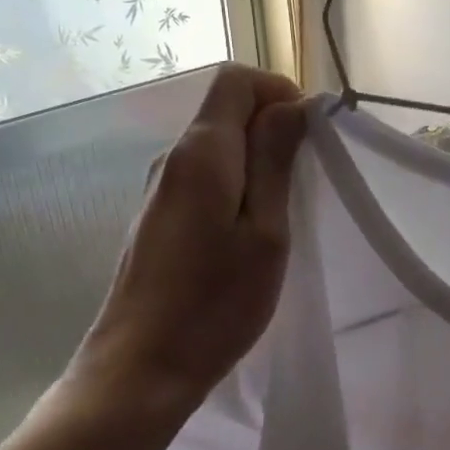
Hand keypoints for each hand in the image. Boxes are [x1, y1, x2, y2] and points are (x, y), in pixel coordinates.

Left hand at [69, 65, 306, 415]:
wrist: (141, 369)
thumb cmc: (215, 303)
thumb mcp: (265, 231)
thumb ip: (275, 160)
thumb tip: (290, 105)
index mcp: (201, 152)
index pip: (235, 80)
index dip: (278, 91)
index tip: (309, 134)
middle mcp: (172, 158)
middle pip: (224, 110)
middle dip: (271, 127)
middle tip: (305, 179)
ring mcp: (159, 189)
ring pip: (216, 146)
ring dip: (255, 159)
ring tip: (283, 210)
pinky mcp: (156, 217)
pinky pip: (202, 177)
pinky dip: (234, 184)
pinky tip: (247, 232)